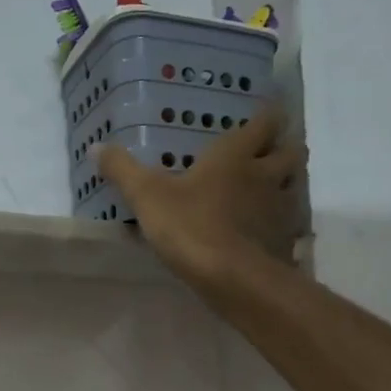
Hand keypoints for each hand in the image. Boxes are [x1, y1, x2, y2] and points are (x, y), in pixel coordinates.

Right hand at [97, 105, 305, 286]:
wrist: (233, 278)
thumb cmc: (190, 225)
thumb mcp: (146, 196)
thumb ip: (122, 170)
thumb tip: (96, 146)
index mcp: (236, 155)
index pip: (265, 122)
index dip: (268, 114)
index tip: (267, 111)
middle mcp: (265, 176)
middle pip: (293, 151)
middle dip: (286, 148)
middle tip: (269, 153)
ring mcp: (281, 210)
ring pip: (295, 187)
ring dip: (287, 185)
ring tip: (268, 192)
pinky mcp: (284, 243)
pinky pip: (290, 228)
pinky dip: (283, 227)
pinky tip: (265, 235)